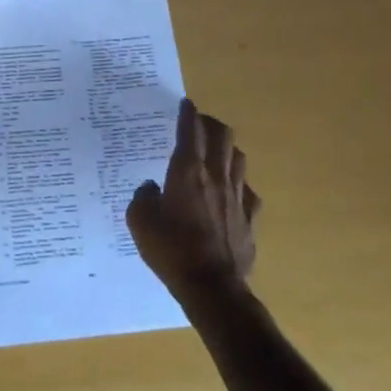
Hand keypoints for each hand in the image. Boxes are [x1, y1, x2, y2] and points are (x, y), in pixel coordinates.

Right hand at [128, 98, 259, 299]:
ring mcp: (238, 196)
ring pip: (238, 159)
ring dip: (227, 149)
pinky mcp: (250, 218)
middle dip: (210, 124)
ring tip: (216, 153)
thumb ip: (142, 198)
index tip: (185, 104)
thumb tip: (150, 188)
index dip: (187, 114)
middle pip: (222, 136)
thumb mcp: (140, 223)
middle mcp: (216, 176)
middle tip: (199, 124)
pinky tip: (231, 193)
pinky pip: (248, 191)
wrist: (212, 287)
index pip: (190, 131)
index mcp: (187, 172)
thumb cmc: (171, 250)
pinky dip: (238, 185)